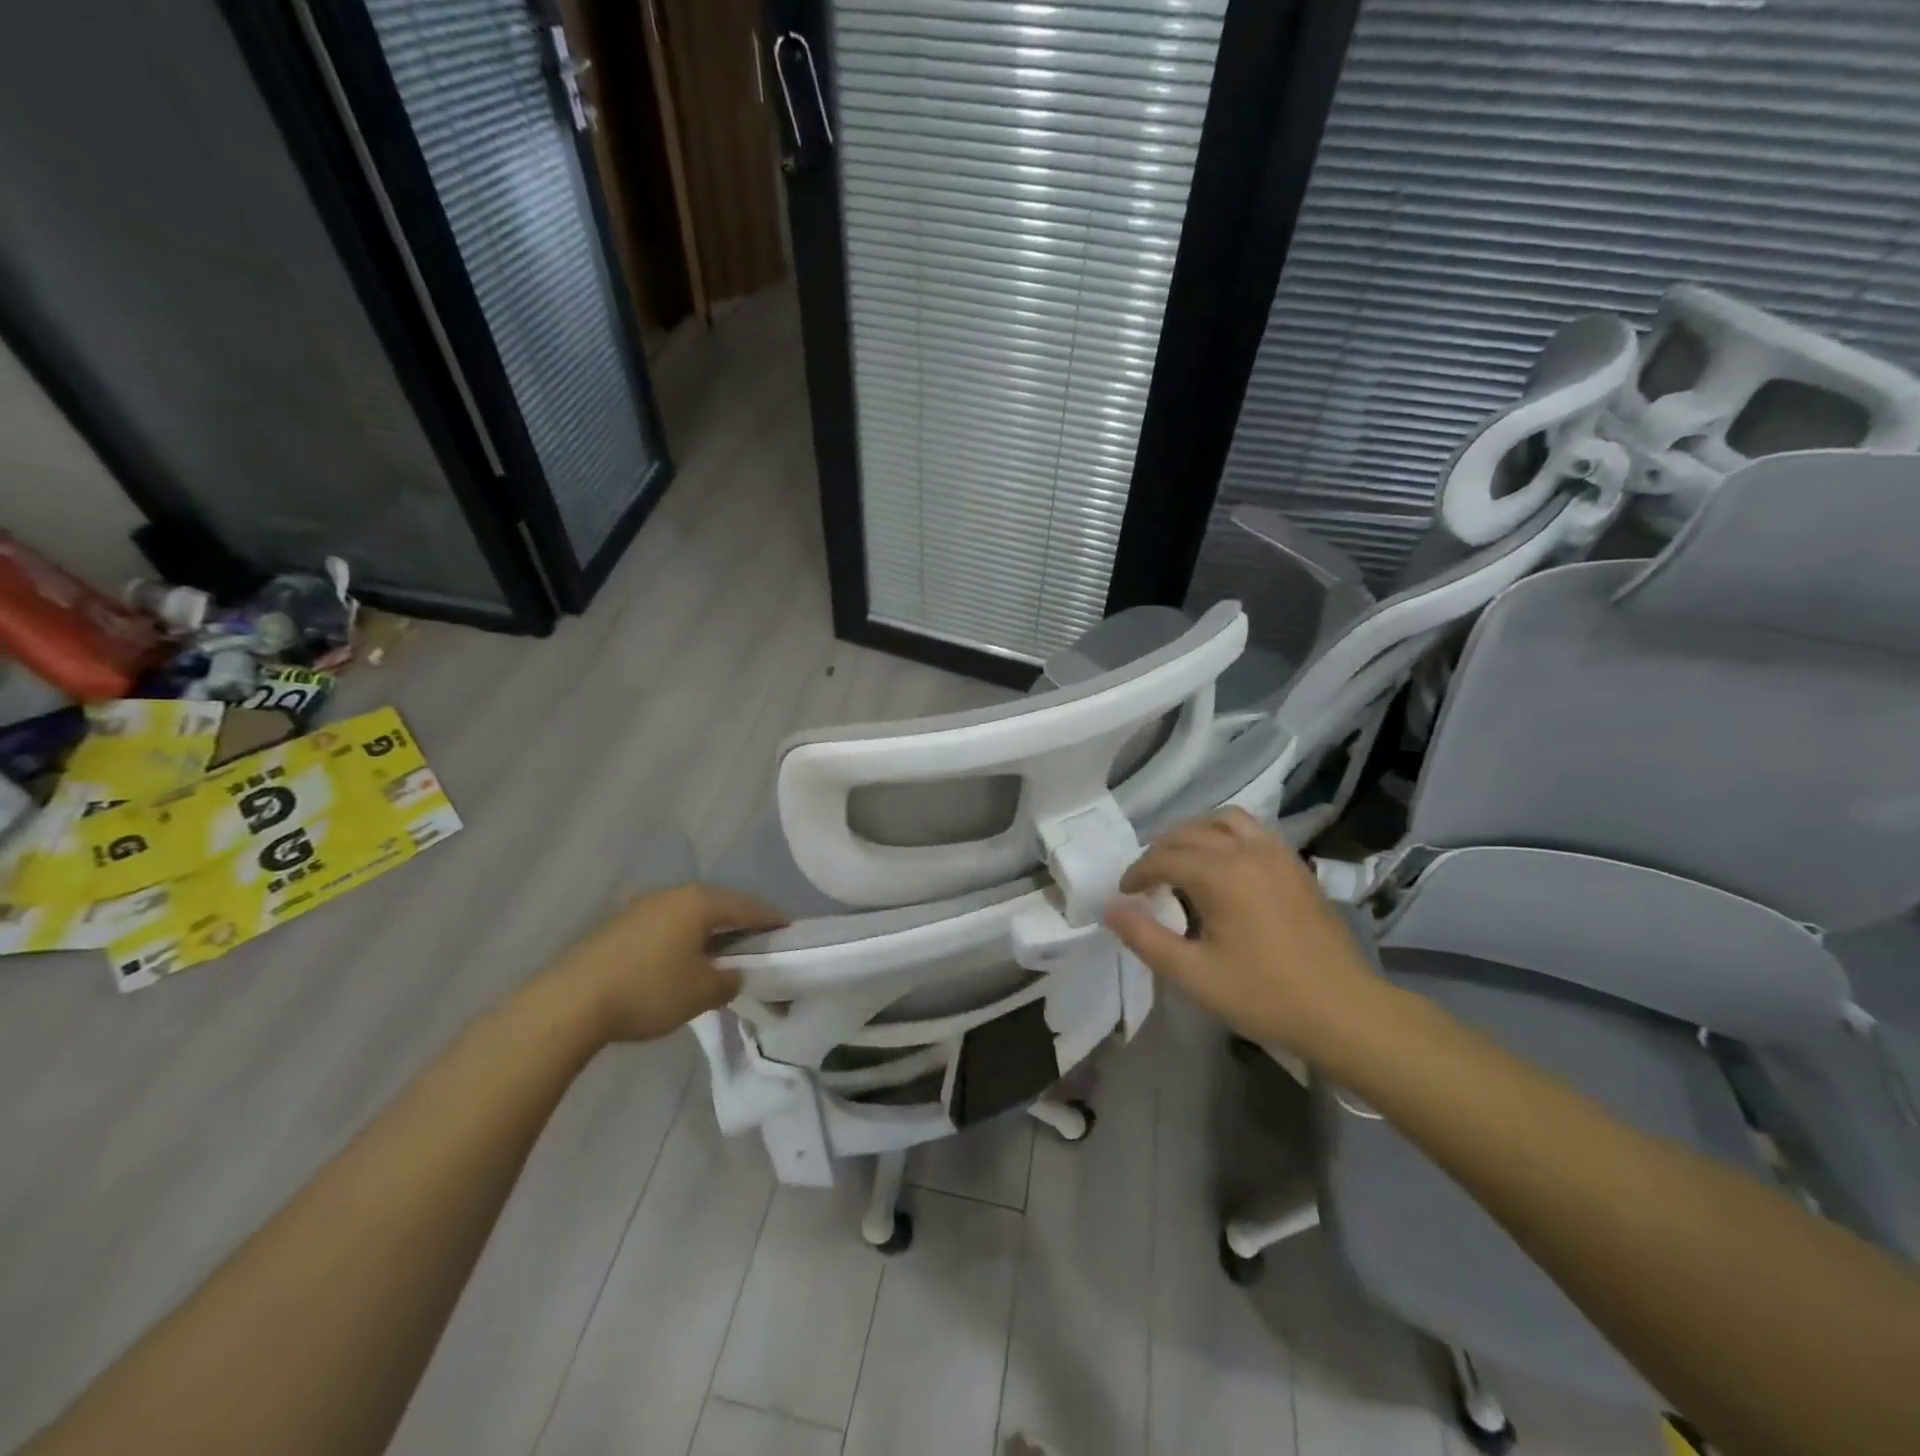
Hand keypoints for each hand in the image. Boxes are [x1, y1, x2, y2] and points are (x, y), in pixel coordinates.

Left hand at [547, 883, 786, 1042]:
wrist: (571, 1002)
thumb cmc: (649, 990)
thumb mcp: (703, 993)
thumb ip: (730, 981)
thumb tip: (733, 974)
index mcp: (700, 902)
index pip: (749, 906)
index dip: (772, 919)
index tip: (789, 931)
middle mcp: (674, 894)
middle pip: (720, 904)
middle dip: (741, 921)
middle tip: (759, 941)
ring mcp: (643, 906)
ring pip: (691, 913)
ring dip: (710, 929)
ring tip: (722, 951)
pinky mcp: (620, 924)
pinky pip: (667, 924)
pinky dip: (684, 937)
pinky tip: (682, 957)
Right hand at [1104, 808, 1388, 1061]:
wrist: (1344, 1011)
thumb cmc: (1264, 995)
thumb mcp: (1193, 975)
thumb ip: (1146, 938)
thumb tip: (1111, 908)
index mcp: (1221, 874)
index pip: (1164, 858)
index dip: (1138, 873)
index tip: (1126, 894)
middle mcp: (1247, 851)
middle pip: (1190, 832)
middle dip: (1161, 850)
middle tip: (1147, 880)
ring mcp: (1277, 854)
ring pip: (1225, 820)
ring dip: (1196, 832)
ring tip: (1183, 859)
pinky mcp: (1296, 866)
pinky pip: (1253, 831)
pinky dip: (1227, 835)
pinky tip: (1224, 865)